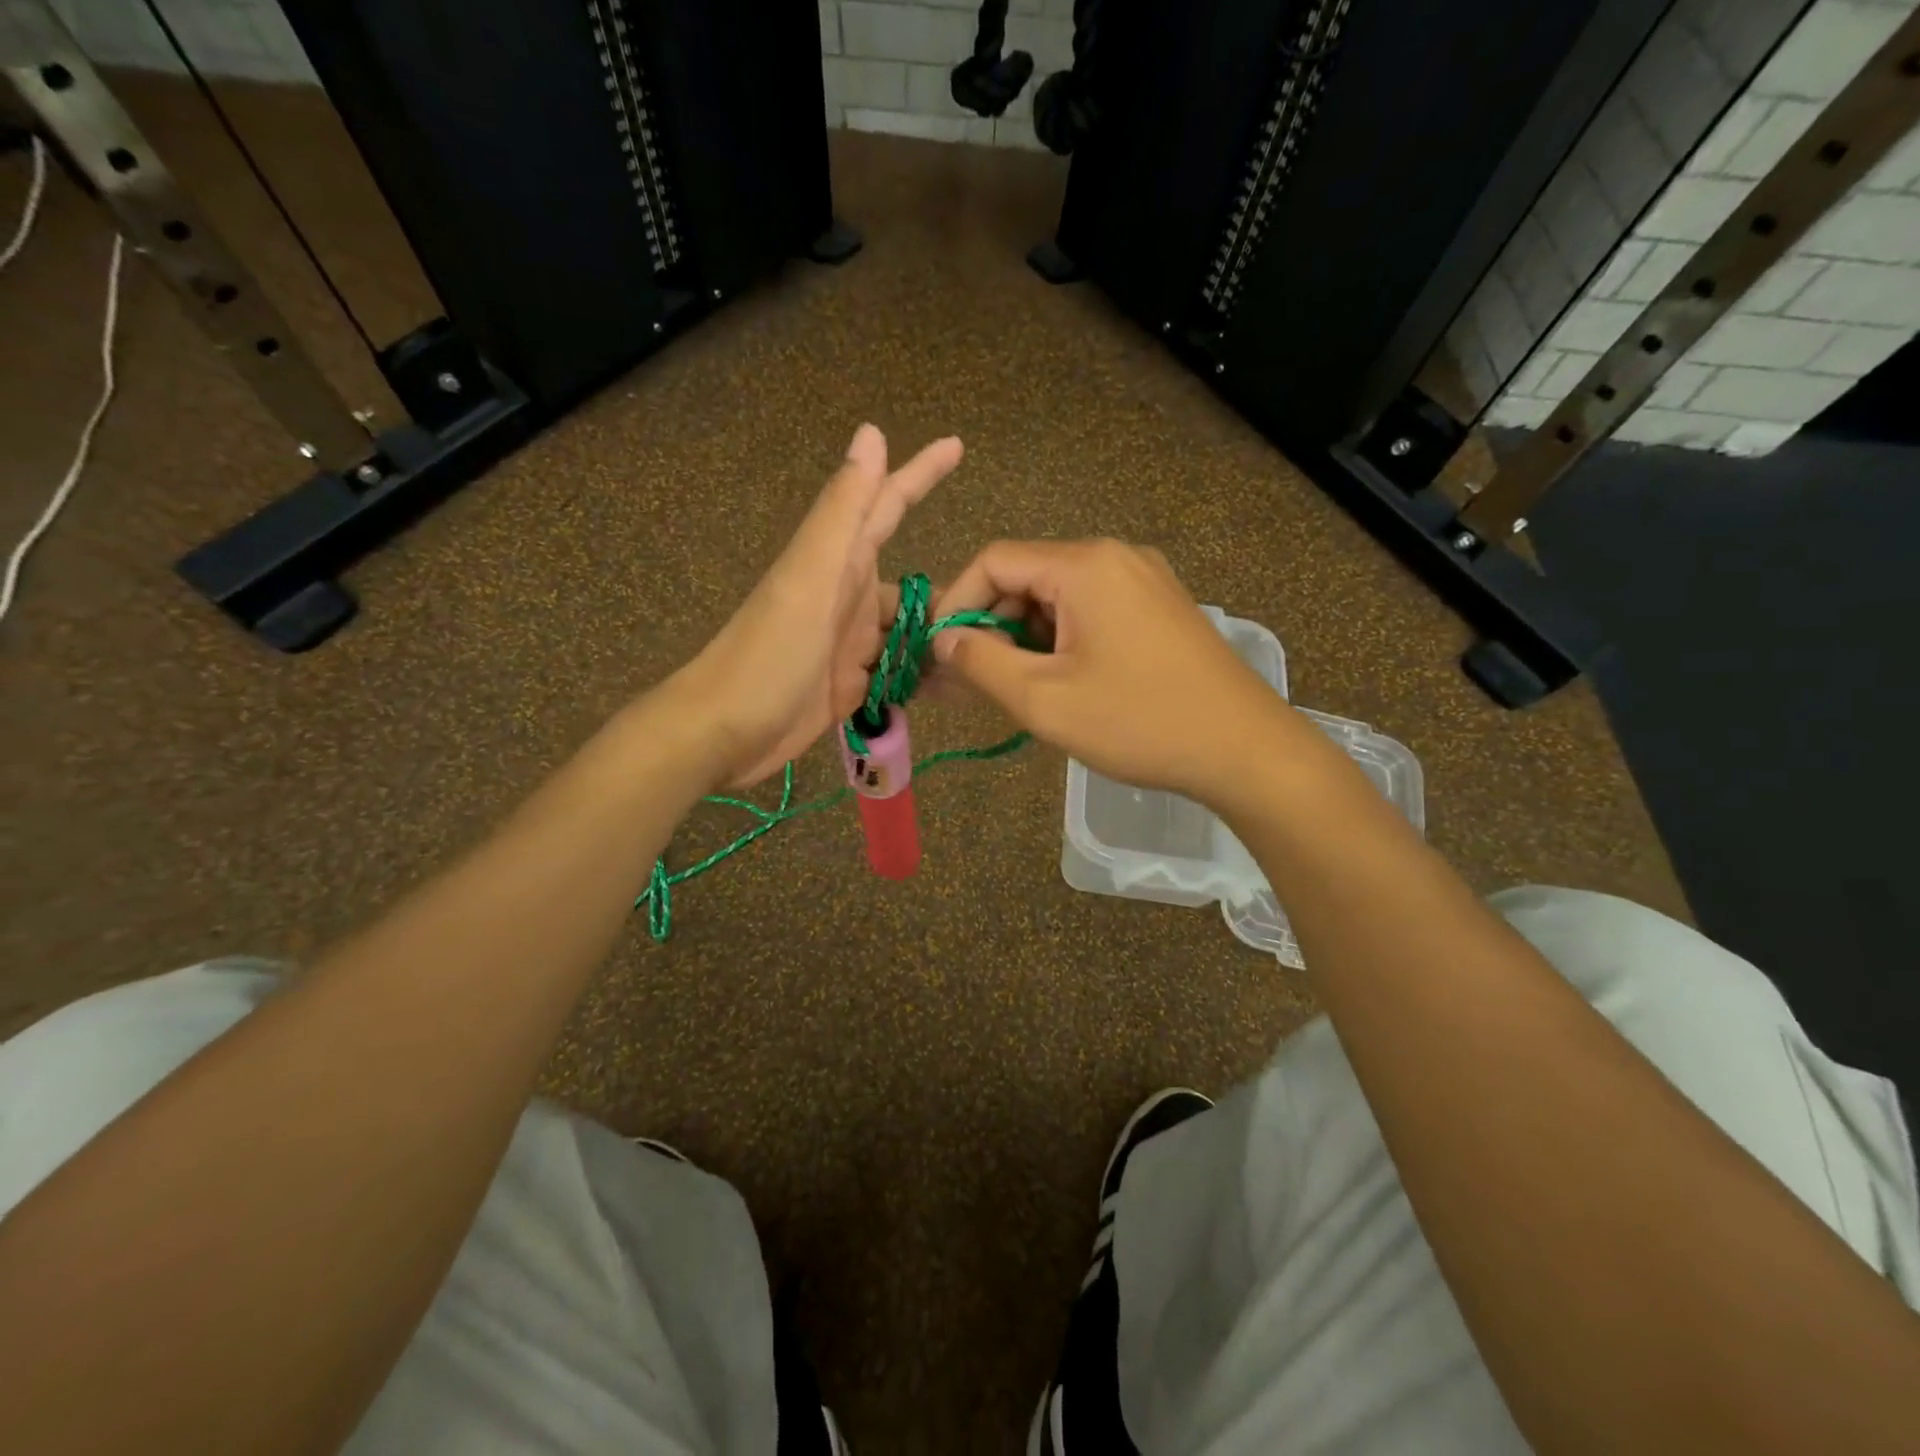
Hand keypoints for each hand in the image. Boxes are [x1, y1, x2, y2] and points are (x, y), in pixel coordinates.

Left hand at [665, 425, 961, 787]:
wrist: (726, 732)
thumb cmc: (768, 653)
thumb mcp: (811, 576)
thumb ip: (844, 510)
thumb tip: (871, 433)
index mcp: (841, 562)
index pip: (888, 505)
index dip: (921, 474)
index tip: (957, 444)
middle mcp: (850, 597)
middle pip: (912, 585)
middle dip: (955, 594)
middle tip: (1007, 608)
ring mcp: (851, 643)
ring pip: (909, 632)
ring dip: (942, 642)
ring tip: (989, 654)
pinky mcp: (850, 684)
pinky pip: (898, 672)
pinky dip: (923, 677)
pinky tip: (956, 685)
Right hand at [933, 538, 1293, 804]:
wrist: (1244, 749)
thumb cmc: (1139, 722)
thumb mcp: (1044, 699)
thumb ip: (981, 663)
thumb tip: (944, 640)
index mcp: (1084, 565)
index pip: (994, 562)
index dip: (955, 603)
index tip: (937, 652)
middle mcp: (1115, 557)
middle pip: (1026, 577)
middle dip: (990, 626)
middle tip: (968, 680)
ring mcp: (1144, 580)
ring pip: (1058, 598)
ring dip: (1024, 638)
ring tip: (1010, 689)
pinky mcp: (1159, 608)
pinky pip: (1091, 612)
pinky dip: (1060, 641)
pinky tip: (1056, 682)